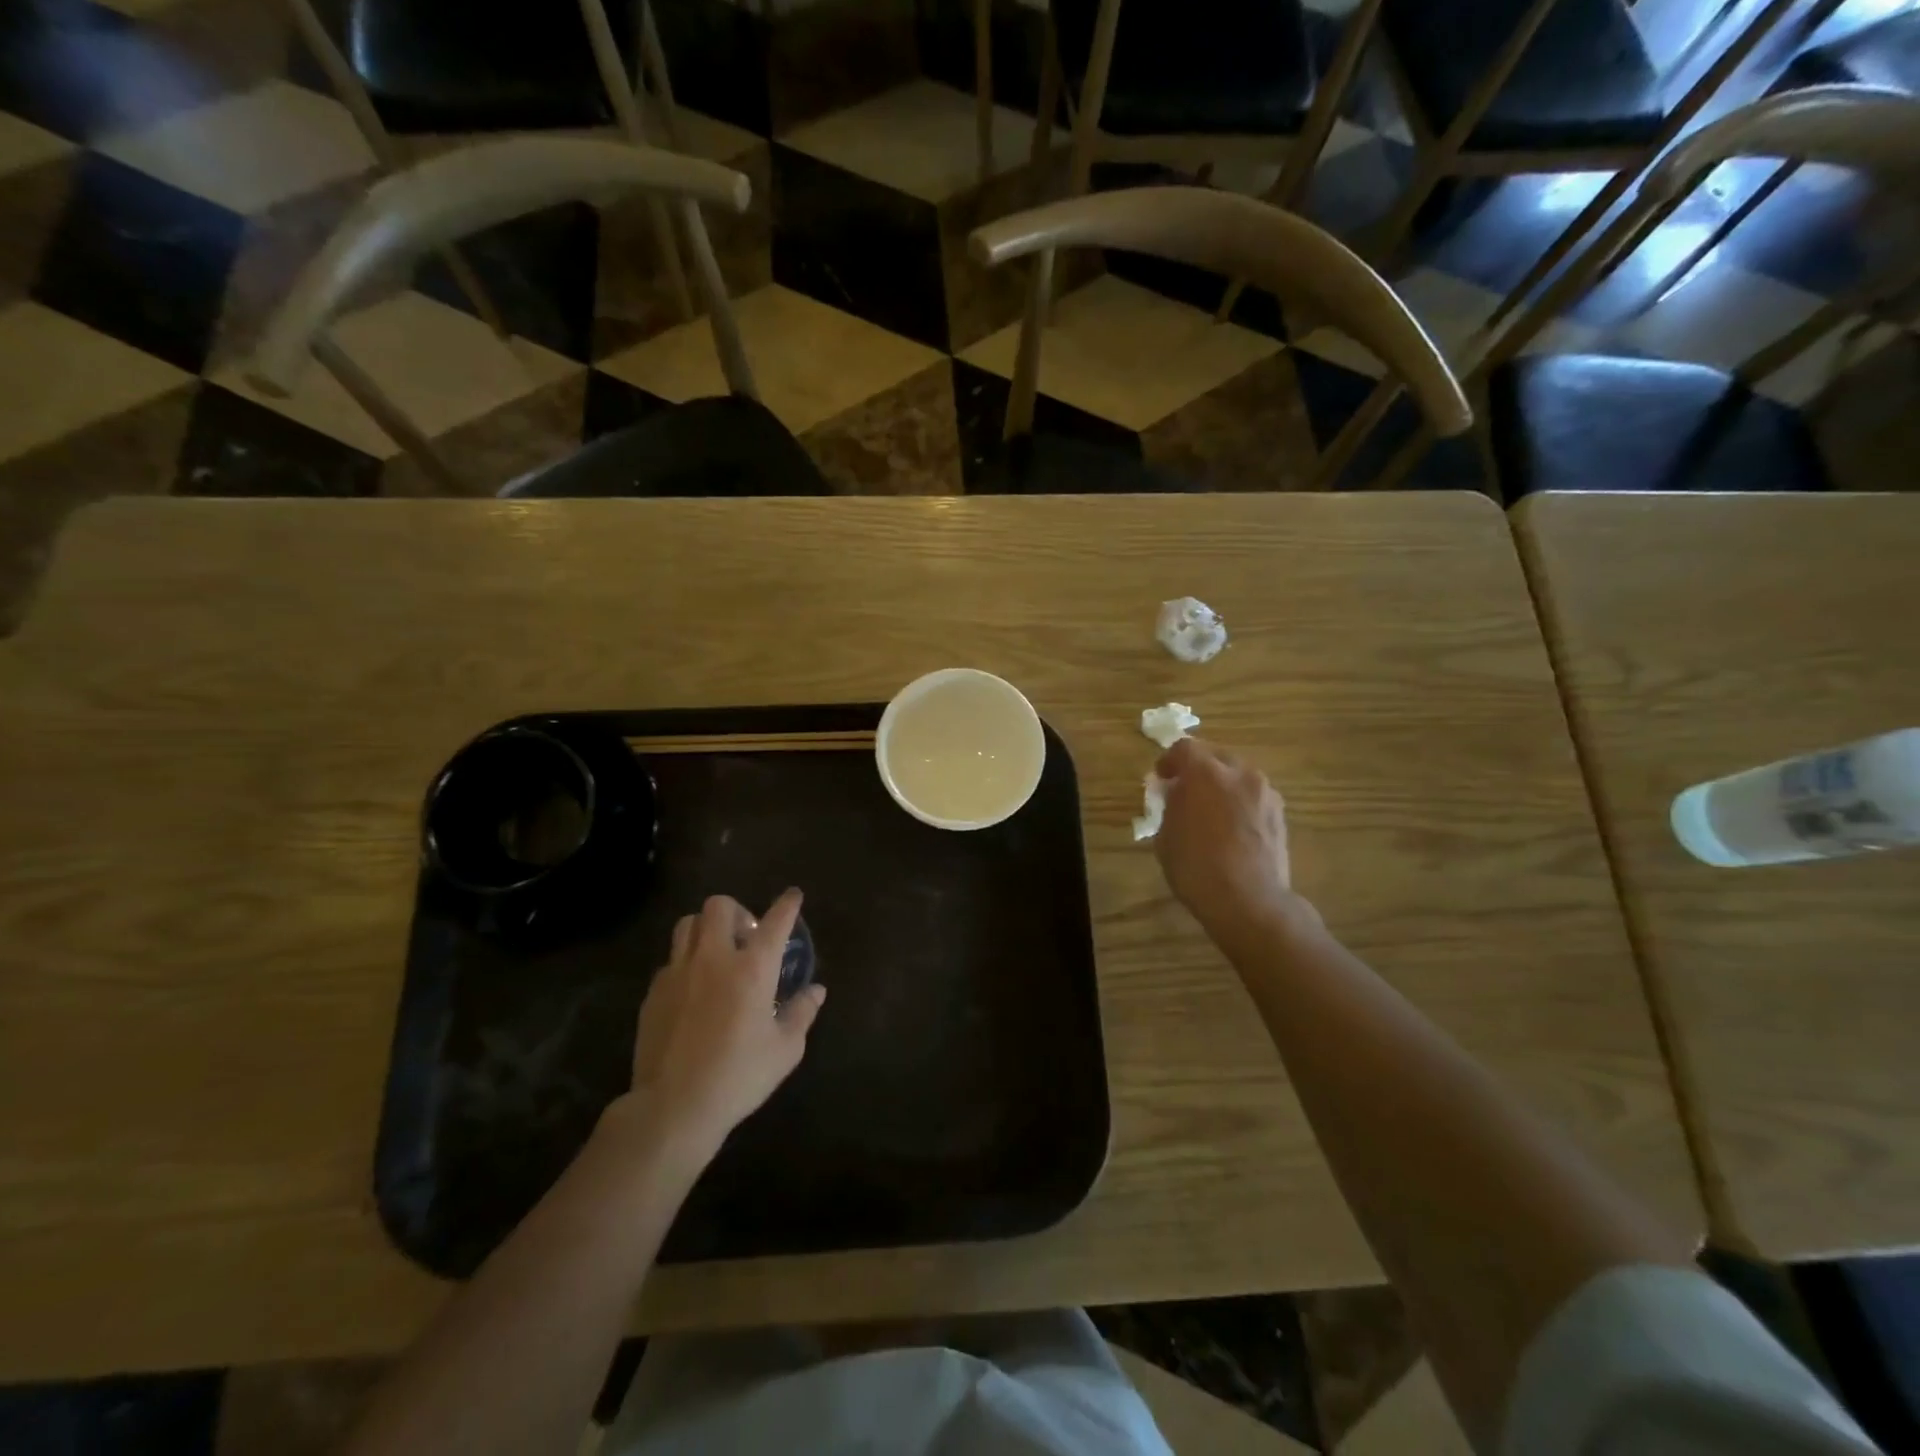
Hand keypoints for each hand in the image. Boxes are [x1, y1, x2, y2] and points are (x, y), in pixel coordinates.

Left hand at [628, 889, 825, 1156]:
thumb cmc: (739, 1076)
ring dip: (705, 928)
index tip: (793, 896)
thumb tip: (816, 990)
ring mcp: (678, 972)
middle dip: (736, 911)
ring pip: (687, 924)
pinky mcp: (654, 992)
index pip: (775, 921)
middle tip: (745, 935)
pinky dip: (686, 962)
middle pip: (719, 907)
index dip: (787, 905)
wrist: (674, 1106)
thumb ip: (802, 1012)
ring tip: (716, 951)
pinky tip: (693, 989)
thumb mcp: (785, 1050)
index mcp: (752, 968)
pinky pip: (671, 960)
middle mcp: (714, 958)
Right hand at [1154, 738, 1301, 939]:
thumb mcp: (1166, 835)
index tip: (1162, 779)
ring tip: (1212, 812)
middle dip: (1199, 770)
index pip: (1184, 748)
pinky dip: (1240, 804)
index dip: (1169, 761)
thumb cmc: (1196, 868)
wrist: (1249, 901)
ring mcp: (1265, 792)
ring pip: (1238, 776)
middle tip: (1186, 793)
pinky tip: (1232, 829)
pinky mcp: (1280, 814)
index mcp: (1205, 772)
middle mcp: (1239, 773)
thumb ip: (1171, 805)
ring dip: (1223, 786)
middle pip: (1215, 757)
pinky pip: (1254, 797)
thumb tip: (1177, 794)